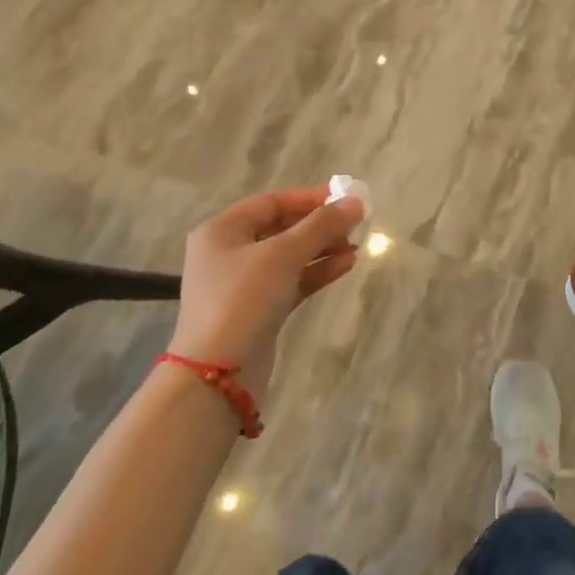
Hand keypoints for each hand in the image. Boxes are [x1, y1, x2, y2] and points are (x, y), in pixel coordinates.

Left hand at [168, 186, 365, 399]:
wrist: (218, 376)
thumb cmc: (243, 300)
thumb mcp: (283, 255)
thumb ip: (321, 226)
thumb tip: (356, 201)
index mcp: (222, 231)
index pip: (271, 202)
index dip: (309, 198)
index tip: (345, 198)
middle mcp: (228, 253)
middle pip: (281, 228)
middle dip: (318, 226)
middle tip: (355, 224)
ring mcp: (242, 285)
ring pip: (289, 257)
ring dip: (322, 249)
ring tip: (355, 246)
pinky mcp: (258, 311)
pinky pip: (291, 281)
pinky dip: (316, 272)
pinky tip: (345, 265)